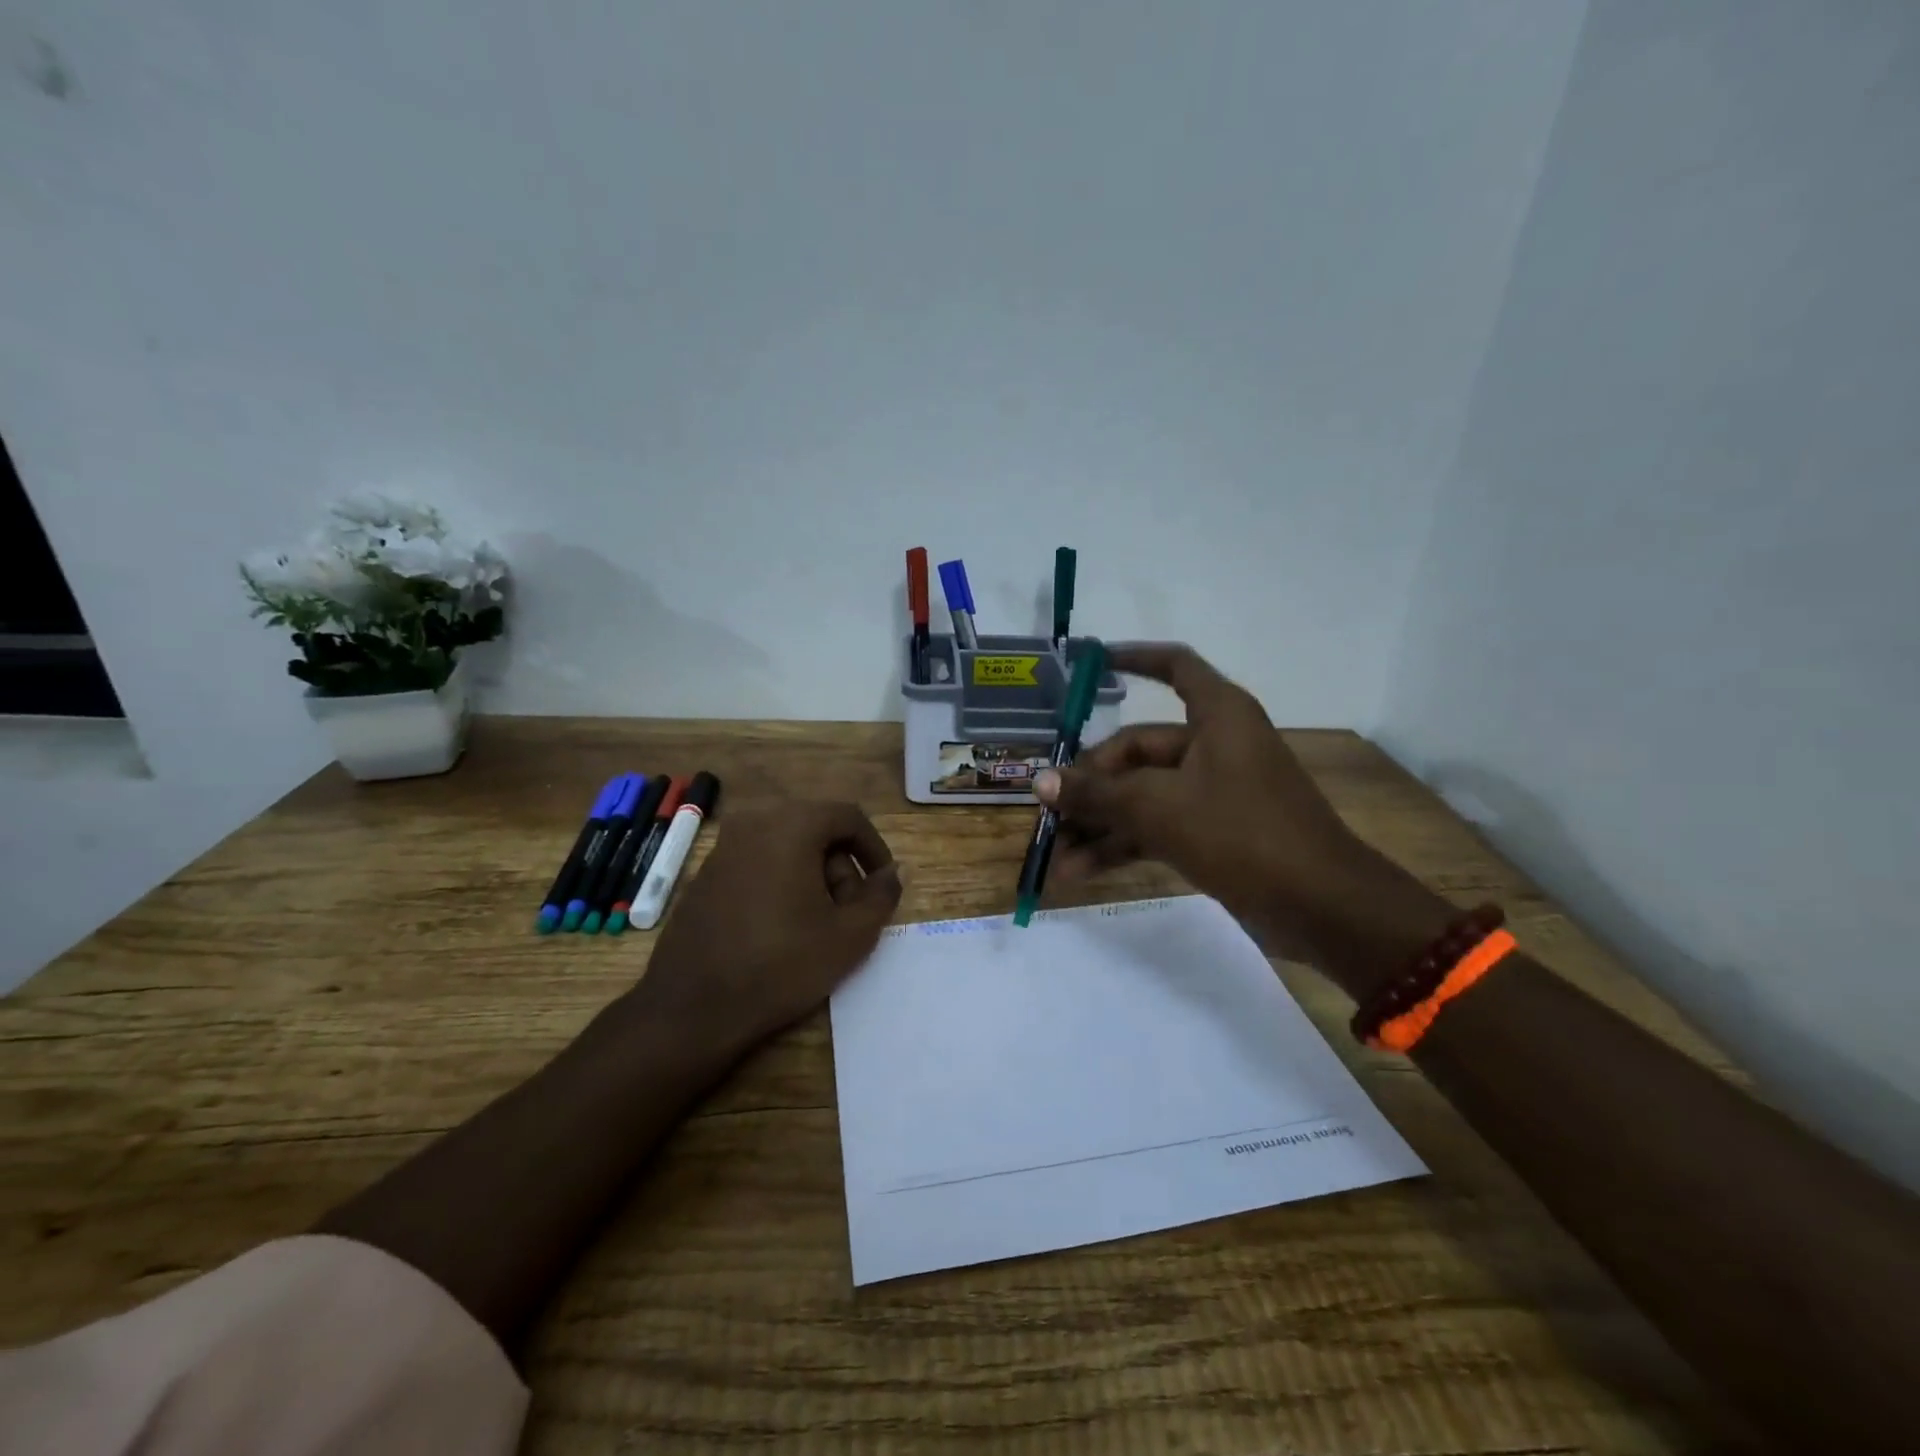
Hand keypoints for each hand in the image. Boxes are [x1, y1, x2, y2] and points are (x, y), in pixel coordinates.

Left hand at [629, 801, 901, 1057]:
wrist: (692, 1008)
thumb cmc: (780, 964)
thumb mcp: (850, 935)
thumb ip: (881, 896)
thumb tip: (893, 873)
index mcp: (791, 825)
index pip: (848, 816)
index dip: (874, 848)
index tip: (882, 884)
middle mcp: (754, 823)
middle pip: (816, 830)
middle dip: (841, 867)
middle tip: (849, 912)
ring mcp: (723, 848)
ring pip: (786, 846)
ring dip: (811, 876)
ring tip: (817, 925)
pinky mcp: (705, 875)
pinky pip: (757, 863)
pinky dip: (780, 882)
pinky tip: (780, 928)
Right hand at [1035, 643, 1443, 971]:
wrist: (1322, 908)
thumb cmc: (1242, 833)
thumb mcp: (1159, 808)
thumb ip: (1097, 793)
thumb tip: (1040, 781)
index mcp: (1217, 716)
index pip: (1174, 666)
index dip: (1135, 658)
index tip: (1093, 662)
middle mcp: (1215, 745)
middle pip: (1139, 748)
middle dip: (1091, 783)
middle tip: (1049, 811)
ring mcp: (1215, 792)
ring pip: (1143, 795)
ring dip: (1100, 823)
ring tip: (1056, 855)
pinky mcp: (1215, 833)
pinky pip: (1157, 827)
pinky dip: (1123, 845)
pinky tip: (1082, 872)